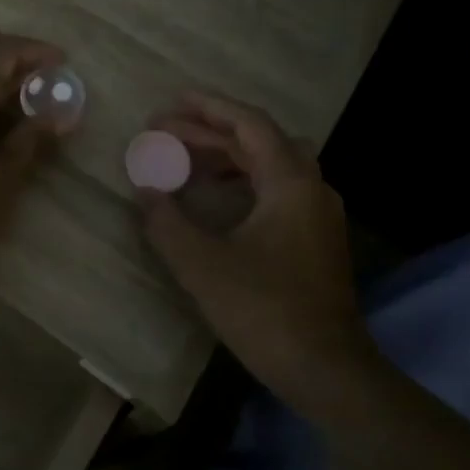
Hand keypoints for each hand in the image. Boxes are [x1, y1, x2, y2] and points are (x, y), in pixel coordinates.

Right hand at [138, 92, 371, 396]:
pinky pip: (277, 189)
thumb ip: (167, 221)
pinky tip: (215, 197)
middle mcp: (311, 188)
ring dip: (228, 155)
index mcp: (290, 183)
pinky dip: (244, 180)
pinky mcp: (316, 238)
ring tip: (185, 159)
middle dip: (212, 131)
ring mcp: (318, 214)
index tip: (172, 101)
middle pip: (260, 140)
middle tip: (167, 132)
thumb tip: (145, 191)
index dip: (209, 107)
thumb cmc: (263, 309)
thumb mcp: (201, 264)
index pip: (250, 124)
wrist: (325, 368)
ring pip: (271, 165)